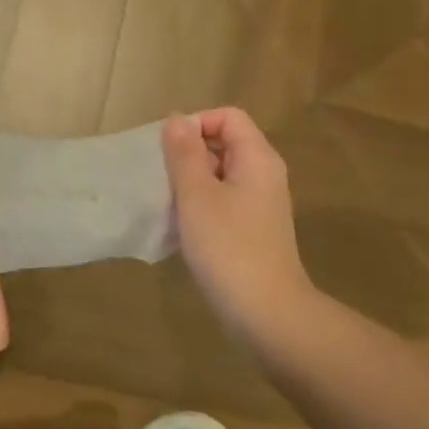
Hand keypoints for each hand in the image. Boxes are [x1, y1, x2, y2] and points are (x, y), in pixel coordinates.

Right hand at [162, 107, 312, 337]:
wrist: (266, 311)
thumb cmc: (228, 248)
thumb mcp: (197, 196)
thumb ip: (185, 154)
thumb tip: (177, 119)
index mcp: (257, 158)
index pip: (228, 117)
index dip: (196, 124)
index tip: (168, 151)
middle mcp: (265, 174)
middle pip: (226, 143)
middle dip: (190, 154)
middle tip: (162, 179)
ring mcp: (262, 204)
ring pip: (222, 175)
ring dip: (192, 183)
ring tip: (167, 204)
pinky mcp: (254, 230)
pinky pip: (225, 202)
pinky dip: (202, 206)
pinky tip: (182, 229)